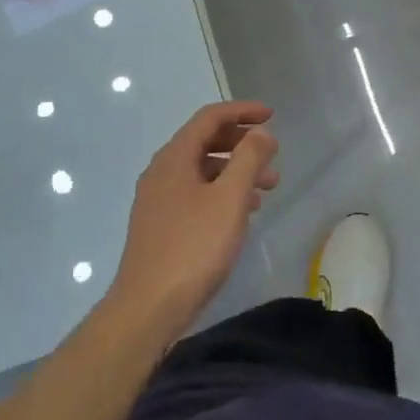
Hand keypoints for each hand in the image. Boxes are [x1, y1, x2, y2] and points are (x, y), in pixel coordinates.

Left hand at [109, 101, 279, 338]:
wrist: (147, 308)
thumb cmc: (193, 248)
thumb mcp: (229, 199)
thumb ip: (248, 160)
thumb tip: (261, 132)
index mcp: (175, 157)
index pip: (210, 117)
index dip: (242, 111)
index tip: (271, 115)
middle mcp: (162, 171)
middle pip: (205, 141)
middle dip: (241, 143)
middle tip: (272, 154)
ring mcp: (158, 199)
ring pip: (202, 170)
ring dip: (235, 170)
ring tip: (268, 187)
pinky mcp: (160, 224)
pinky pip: (196, 193)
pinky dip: (222, 192)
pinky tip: (242, 212)